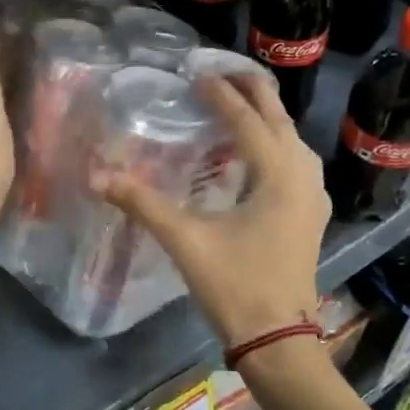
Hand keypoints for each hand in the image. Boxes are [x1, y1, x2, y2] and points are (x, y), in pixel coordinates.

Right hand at [99, 74, 329, 348]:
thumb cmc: (236, 287)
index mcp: (277, 175)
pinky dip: (280, 144)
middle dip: (254, 91)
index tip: (196, 74)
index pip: (247, 120)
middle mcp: (301, 176)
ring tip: (243, 103)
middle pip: (280, 120)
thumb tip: (97, 176)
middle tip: (223, 71)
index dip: (221, 95)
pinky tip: (263, 154)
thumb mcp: (186, 241)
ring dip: (270, 116)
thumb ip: (143, 204)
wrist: (279, 339)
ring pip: (294, 140)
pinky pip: (298, 163)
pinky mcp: (311, 216)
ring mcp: (312, 197)